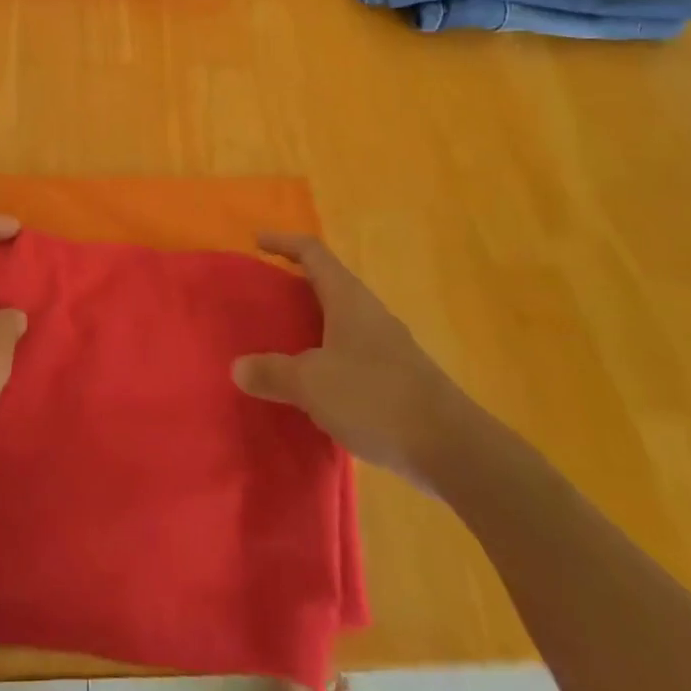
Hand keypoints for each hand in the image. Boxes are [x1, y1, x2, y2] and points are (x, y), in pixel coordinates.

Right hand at [233, 233, 484, 489]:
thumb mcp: (312, 384)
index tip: (258, 241)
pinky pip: (352, 354)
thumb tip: (237, 367)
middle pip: (328, 285)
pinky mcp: (399, 379)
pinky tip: (314, 388)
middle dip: (295, 286)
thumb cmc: (376, 398)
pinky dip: (327, 358)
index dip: (283, 243)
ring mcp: (388, 346)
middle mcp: (369, 313)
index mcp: (348, 299)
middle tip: (263, 298)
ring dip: (311, 326)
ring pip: (341, 322)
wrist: (452, 449)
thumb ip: (273, 373)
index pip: (313, 253)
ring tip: (281, 344)